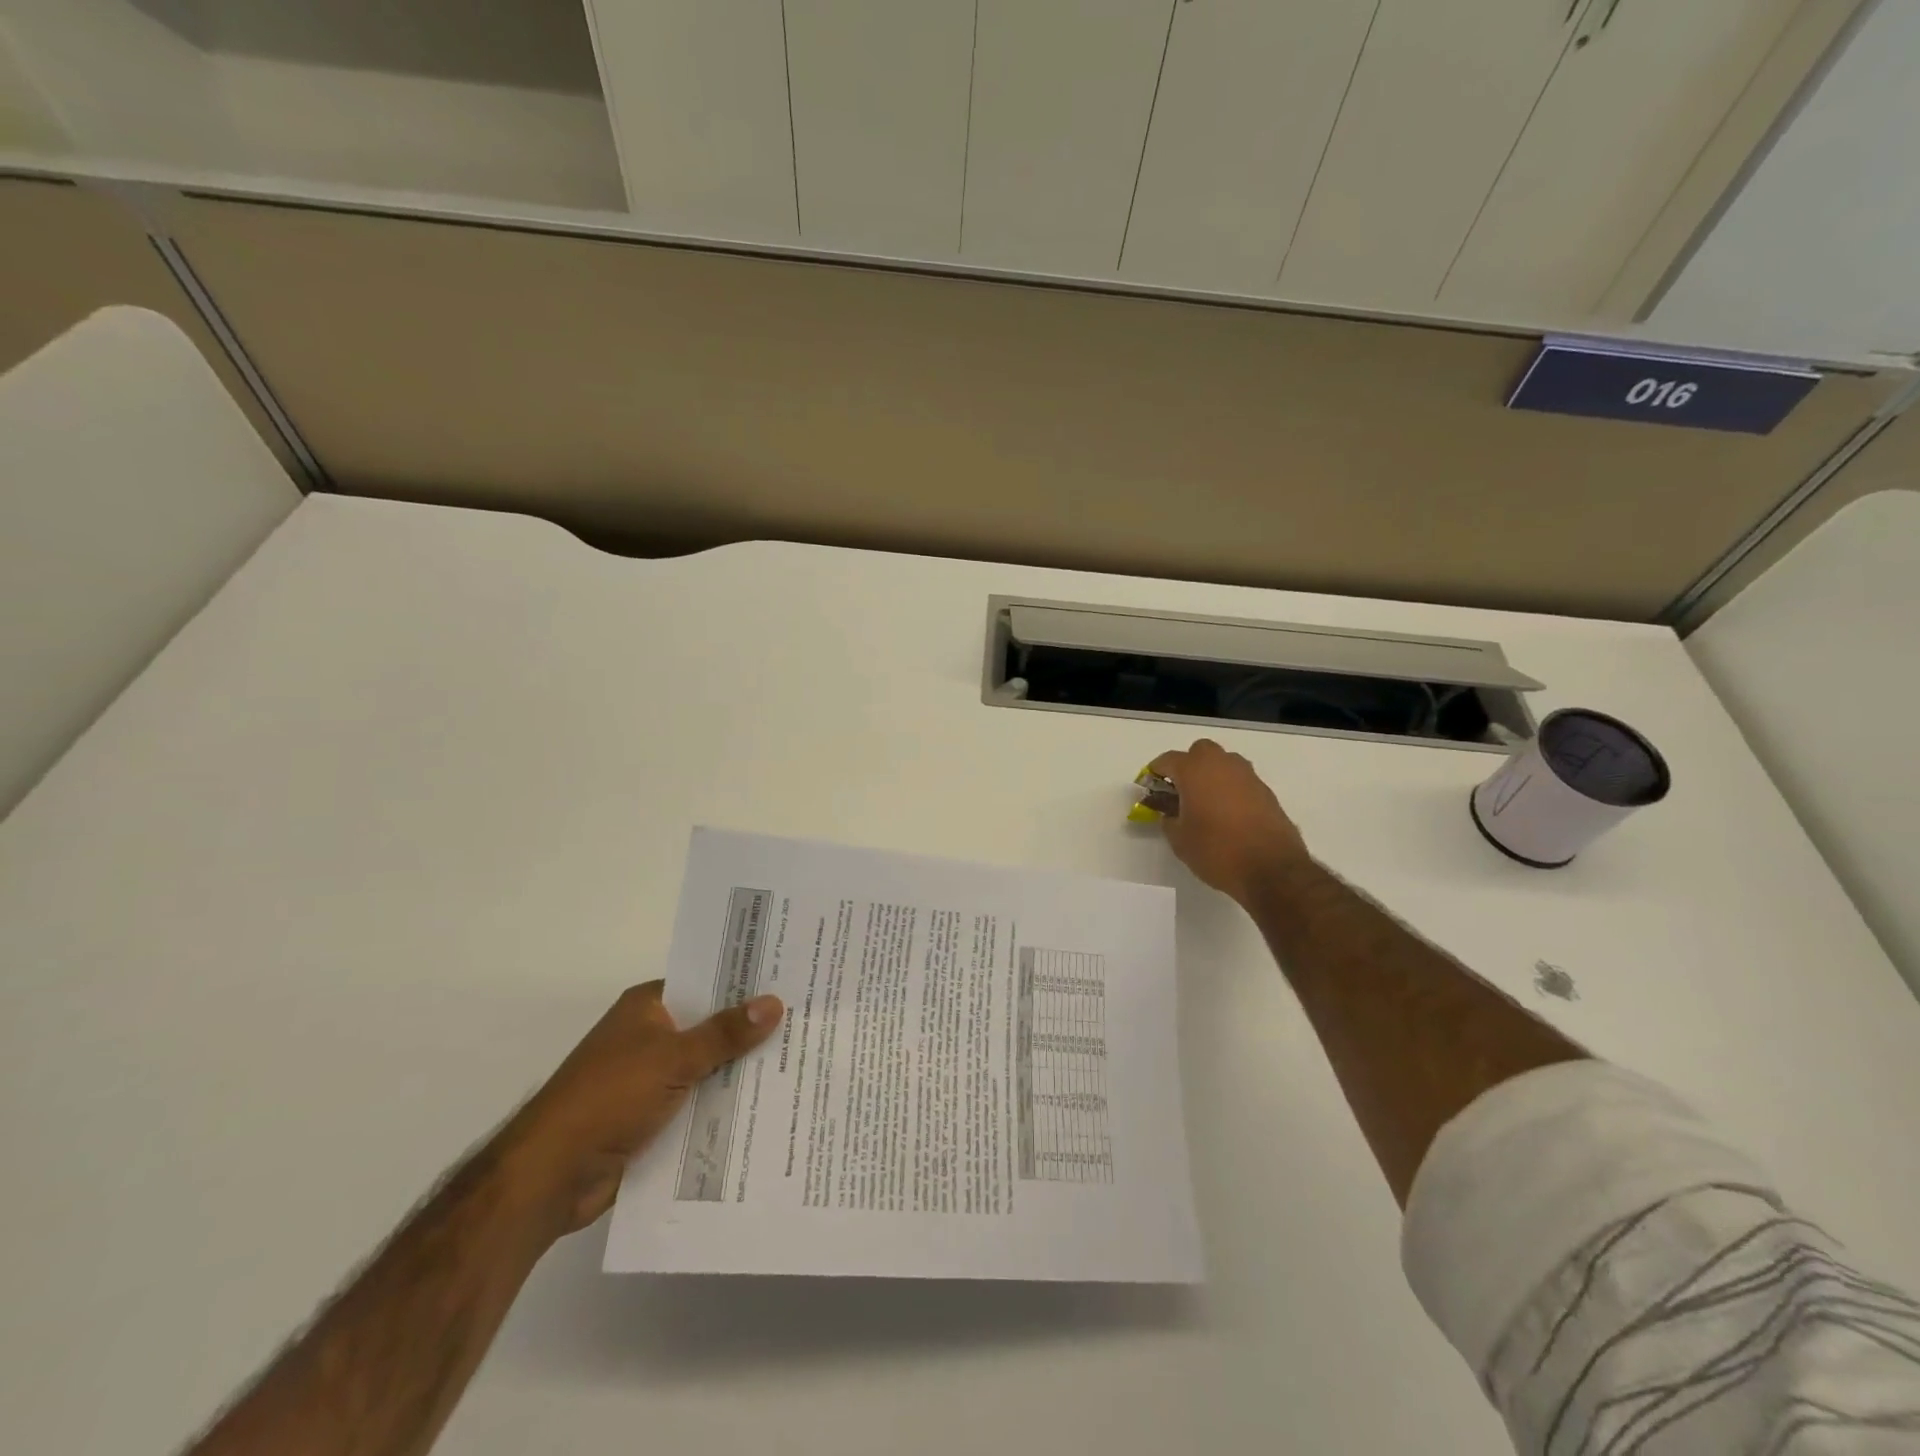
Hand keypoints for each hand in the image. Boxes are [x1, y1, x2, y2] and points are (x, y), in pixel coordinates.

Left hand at [500, 982, 782, 1238]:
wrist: (550, 1178)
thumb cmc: (608, 1098)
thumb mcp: (673, 1058)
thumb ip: (724, 1033)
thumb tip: (774, 1003)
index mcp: (648, 1007)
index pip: (705, 982)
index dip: (744, 982)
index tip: (789, 980)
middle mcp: (650, 1036)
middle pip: (710, 1026)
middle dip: (751, 1030)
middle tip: (807, 1022)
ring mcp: (650, 1079)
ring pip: (707, 1068)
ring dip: (740, 1072)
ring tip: (800, 1063)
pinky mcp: (652, 1118)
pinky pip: (698, 1104)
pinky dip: (723, 1106)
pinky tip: (766, 1108)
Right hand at [1148, 739, 1308, 905]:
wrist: (1272, 869)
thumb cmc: (1217, 851)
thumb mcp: (1180, 840)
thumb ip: (1169, 820)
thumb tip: (1171, 814)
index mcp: (1194, 771)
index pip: (1167, 760)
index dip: (1155, 772)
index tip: (1150, 787)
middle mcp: (1222, 765)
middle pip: (1199, 751)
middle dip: (1187, 765)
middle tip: (1180, 791)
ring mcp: (1248, 776)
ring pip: (1224, 763)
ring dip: (1212, 775)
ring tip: (1205, 802)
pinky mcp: (1266, 792)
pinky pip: (1241, 781)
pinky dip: (1230, 789)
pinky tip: (1228, 815)